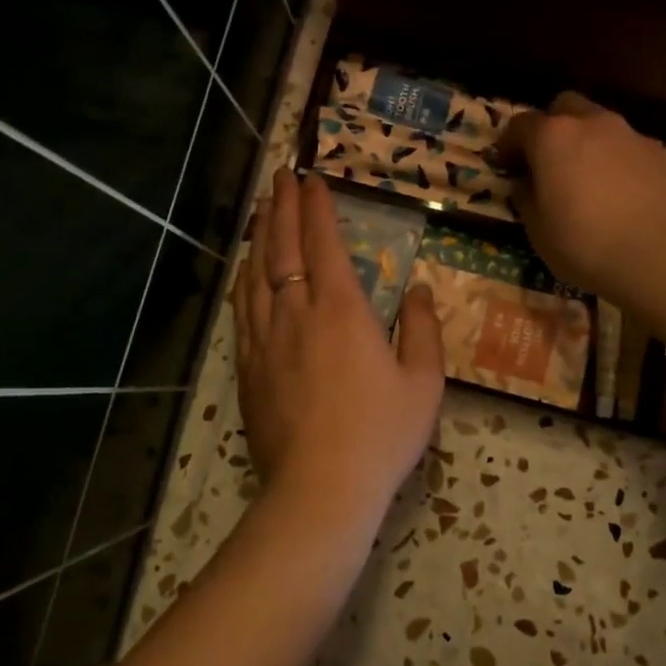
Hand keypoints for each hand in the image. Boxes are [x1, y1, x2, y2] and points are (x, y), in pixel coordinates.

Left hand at [231, 169, 445, 515]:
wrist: (320, 489)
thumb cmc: (380, 434)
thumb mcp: (423, 382)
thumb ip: (421, 329)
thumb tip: (416, 288)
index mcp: (342, 311)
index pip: (323, 244)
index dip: (316, 208)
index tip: (312, 179)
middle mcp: (296, 314)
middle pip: (282, 248)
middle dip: (282, 207)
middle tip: (280, 176)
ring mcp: (265, 340)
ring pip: (256, 274)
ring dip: (260, 236)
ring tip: (261, 209)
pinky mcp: (249, 367)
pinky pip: (243, 309)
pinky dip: (244, 279)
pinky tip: (245, 270)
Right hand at [496, 91, 665, 302]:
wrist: (663, 254)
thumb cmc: (586, 244)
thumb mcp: (539, 232)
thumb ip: (526, 199)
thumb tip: (525, 184)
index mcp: (553, 138)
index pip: (521, 125)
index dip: (508, 144)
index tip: (505, 165)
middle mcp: (592, 124)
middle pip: (564, 107)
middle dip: (550, 127)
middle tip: (546, 160)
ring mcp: (630, 135)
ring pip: (599, 124)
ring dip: (586, 142)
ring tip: (585, 178)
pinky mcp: (660, 153)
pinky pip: (627, 147)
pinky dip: (615, 160)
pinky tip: (619, 192)